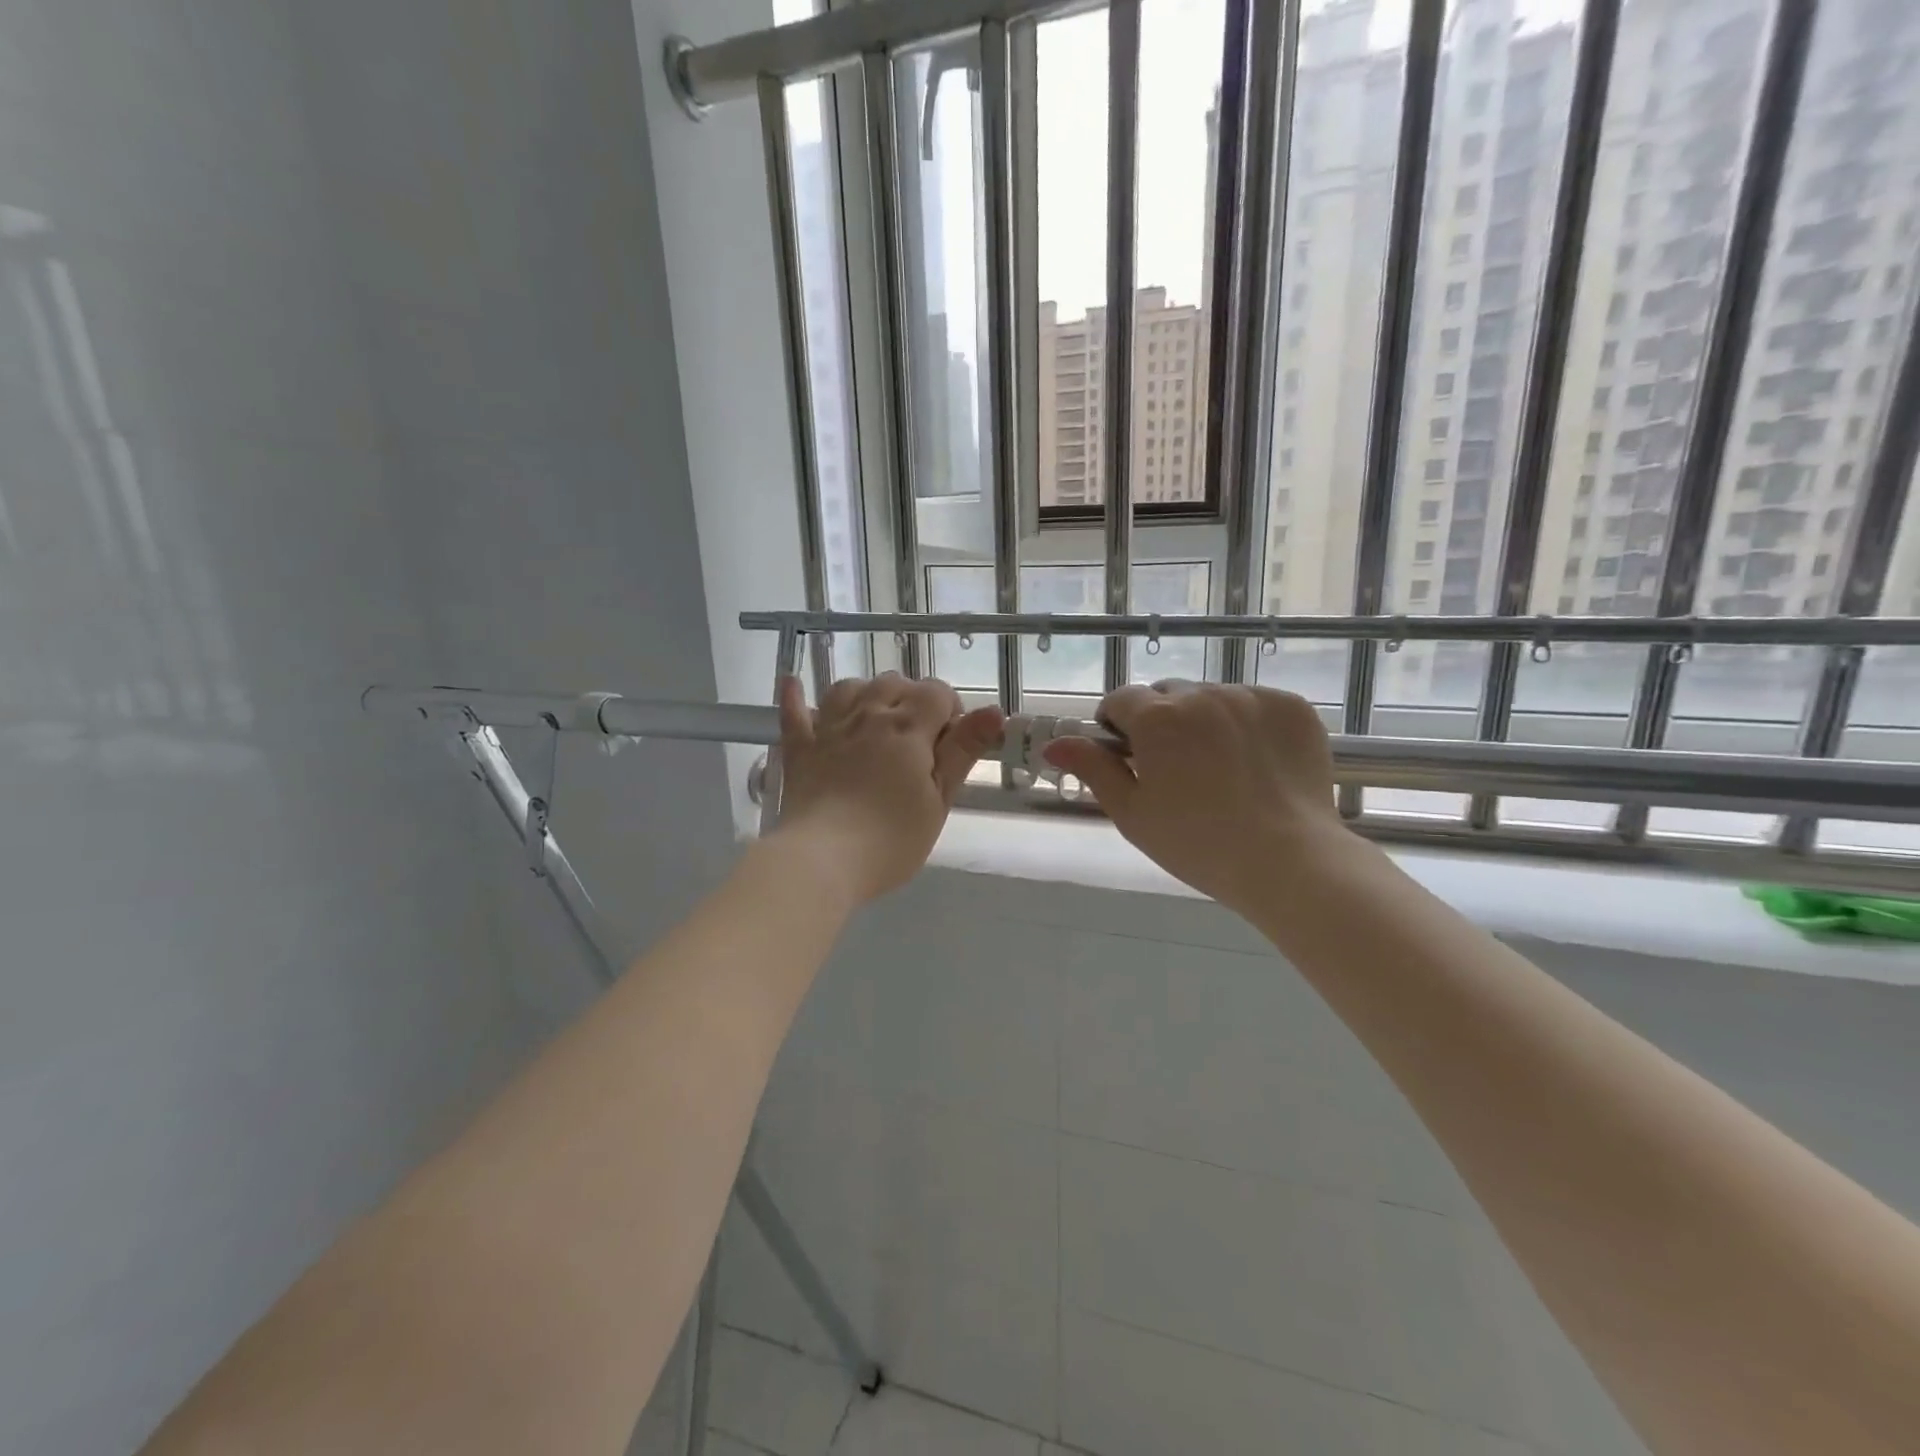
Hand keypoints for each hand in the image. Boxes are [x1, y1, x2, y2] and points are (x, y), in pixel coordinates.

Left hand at [772, 674, 1002, 904]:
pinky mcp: (800, 749)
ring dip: (868, 693)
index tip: (951, 743)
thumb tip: (994, 711)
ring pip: (849, 687)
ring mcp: (829, 729)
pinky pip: (794, 712)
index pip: (936, 692)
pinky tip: (794, 684)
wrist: (822, 860)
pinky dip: (795, 696)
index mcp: (907, 728)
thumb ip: (963, 752)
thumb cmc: (890, 839)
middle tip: (920, 740)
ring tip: (877, 718)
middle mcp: (868, 716)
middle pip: (894, 682)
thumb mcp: (939, 800)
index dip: (950, 710)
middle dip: (912, 699)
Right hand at [1043, 681, 1349, 915]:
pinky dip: (1249, 725)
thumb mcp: (1132, 812)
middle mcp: (1202, 694)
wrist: (1290, 862)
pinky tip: (1257, 765)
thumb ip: (1093, 769)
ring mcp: (1252, 697)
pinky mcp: (1292, 707)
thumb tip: (1055, 744)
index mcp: (1157, 718)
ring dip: (1206, 721)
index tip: (1128, 757)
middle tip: (1176, 769)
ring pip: (1213, 698)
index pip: (1121, 700)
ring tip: (1222, 770)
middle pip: (1167, 695)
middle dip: (1162, 722)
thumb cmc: (1197, 844)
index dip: (1117, 726)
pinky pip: (1257, 705)